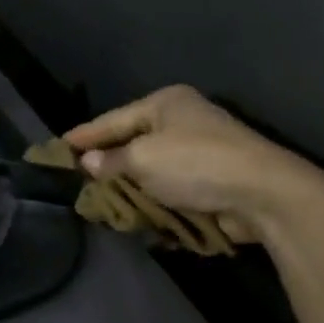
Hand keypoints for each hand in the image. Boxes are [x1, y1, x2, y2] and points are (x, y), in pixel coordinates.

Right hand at [63, 86, 322, 241]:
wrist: (264, 194)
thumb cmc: (196, 163)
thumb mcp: (143, 159)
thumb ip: (111, 162)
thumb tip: (89, 164)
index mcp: (166, 104)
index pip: (113, 119)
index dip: (85, 135)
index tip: (59, 147)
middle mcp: (182, 122)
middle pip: (132, 144)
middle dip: (108, 166)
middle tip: (79, 181)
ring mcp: (199, 153)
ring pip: (151, 171)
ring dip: (132, 191)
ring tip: (104, 205)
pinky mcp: (211, 182)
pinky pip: (171, 191)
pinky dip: (156, 204)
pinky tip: (138, 219)